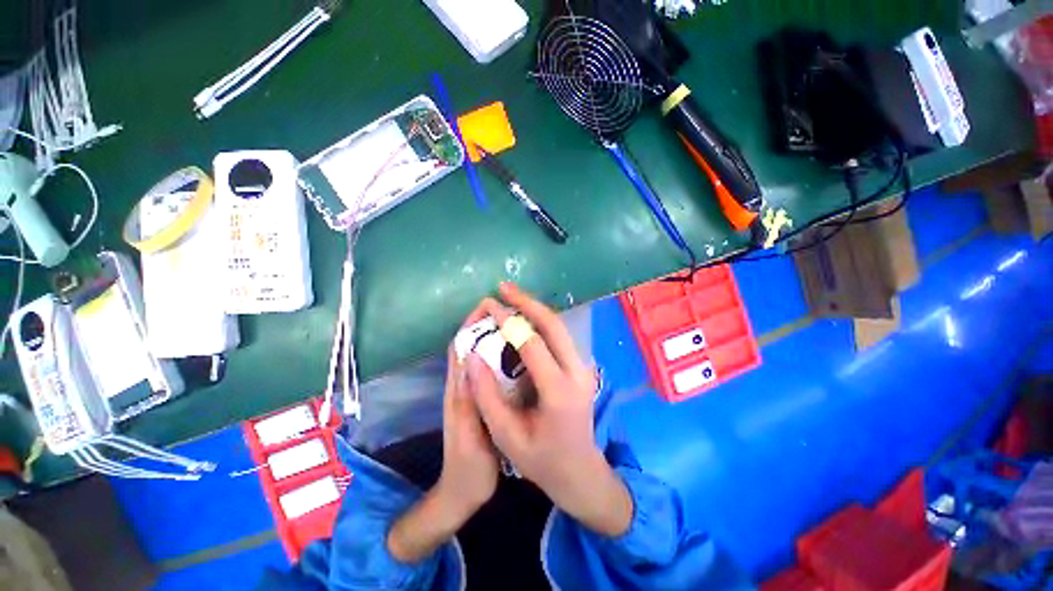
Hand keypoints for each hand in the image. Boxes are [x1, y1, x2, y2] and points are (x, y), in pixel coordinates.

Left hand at [387, 312, 499, 563]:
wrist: (464, 491)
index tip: (488, 305)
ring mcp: (471, 392)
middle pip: (469, 345)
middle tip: (508, 310)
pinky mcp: (480, 399)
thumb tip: (472, 361)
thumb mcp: (472, 437)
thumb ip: (469, 402)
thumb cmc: (470, 467)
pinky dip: (499, 355)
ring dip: (492, 336)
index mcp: (459, 391)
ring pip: (479, 355)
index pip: (460, 347)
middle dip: (483, 323)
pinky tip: (517, 354)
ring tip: (515, 325)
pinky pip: (489, 369)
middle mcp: (462, 386)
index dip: (470, 323)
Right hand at [467, 283, 632, 536]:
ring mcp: (583, 367)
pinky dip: (541, 321)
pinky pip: (559, 335)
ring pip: (559, 326)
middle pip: (553, 325)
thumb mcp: (507, 436)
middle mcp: (577, 372)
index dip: (510, 323)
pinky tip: (524, 316)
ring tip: (511, 296)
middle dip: (527, 302)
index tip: (490, 307)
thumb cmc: (541, 461)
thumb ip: (487, 396)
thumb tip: (472, 356)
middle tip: (503, 288)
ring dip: (535, 308)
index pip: (533, 345)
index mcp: (559, 391)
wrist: (580, 471)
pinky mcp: (580, 366)